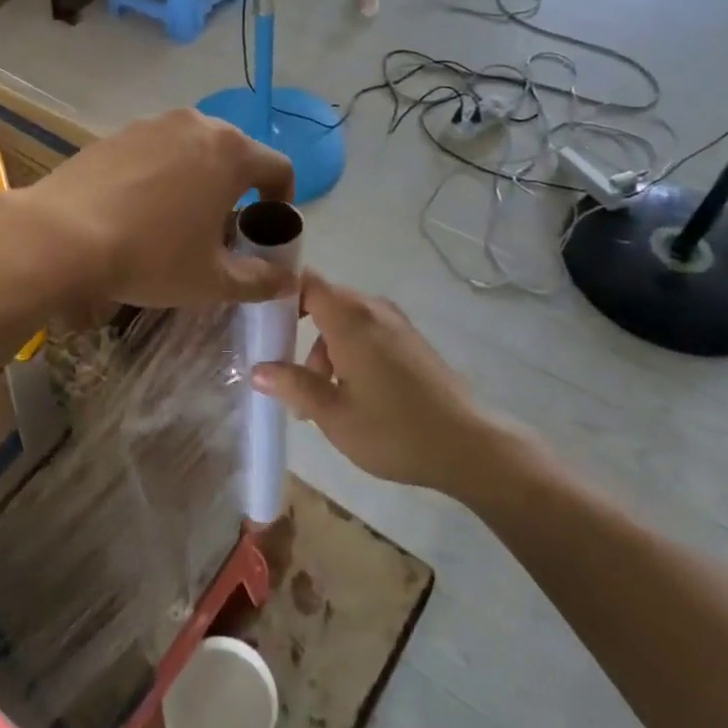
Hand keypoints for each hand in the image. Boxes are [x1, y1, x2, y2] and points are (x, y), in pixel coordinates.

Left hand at [15, 109, 295, 308]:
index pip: (278, 168)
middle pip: (236, 154)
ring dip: (199, 179)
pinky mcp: (116, 133)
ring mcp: (152, 124)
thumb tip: (287, 279)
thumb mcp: (212, 280)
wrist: (61, 236)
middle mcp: (196, 125)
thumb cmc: (150, 256)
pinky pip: (156, 151)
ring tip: (178, 220)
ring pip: (193, 150)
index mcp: (231, 152)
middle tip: (223, 230)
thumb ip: (260, 280)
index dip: (282, 201)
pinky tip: (139, 210)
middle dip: (239, 190)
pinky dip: (161, 174)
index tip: (266, 231)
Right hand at [251, 272, 510, 493]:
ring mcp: (396, 324)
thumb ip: (293, 385)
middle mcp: (373, 310)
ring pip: (345, 321)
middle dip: (299, 333)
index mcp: (351, 318)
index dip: (279, 292)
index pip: (306, 281)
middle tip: (288, 375)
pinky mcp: (410, 341)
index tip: (259, 319)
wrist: (469, 447)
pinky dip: (348, 353)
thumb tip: (258, 369)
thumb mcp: (333, 414)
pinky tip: (351, 395)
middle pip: (324, 302)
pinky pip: (367, 332)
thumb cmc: (394, 430)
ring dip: (324, 350)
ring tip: (320, 399)